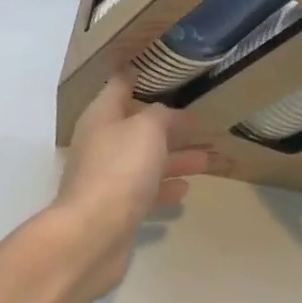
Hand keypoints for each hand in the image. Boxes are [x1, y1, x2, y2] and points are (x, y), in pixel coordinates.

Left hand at [49, 75, 212, 302]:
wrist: (93, 235)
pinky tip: (186, 188)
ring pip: (147, 160)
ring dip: (176, 157)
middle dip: (171, 123)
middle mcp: (102, 143)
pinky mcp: (117, 208)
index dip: (142, 74)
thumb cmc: (120, 170)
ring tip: (208, 157)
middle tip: (203, 119)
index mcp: (102, 116)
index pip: (121, 84)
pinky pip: (146, 190)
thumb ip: (161, 115)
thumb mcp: (147, 129)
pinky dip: (166, 187)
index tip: (168, 67)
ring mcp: (108, 177)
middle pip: (139, 126)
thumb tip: (166, 114)